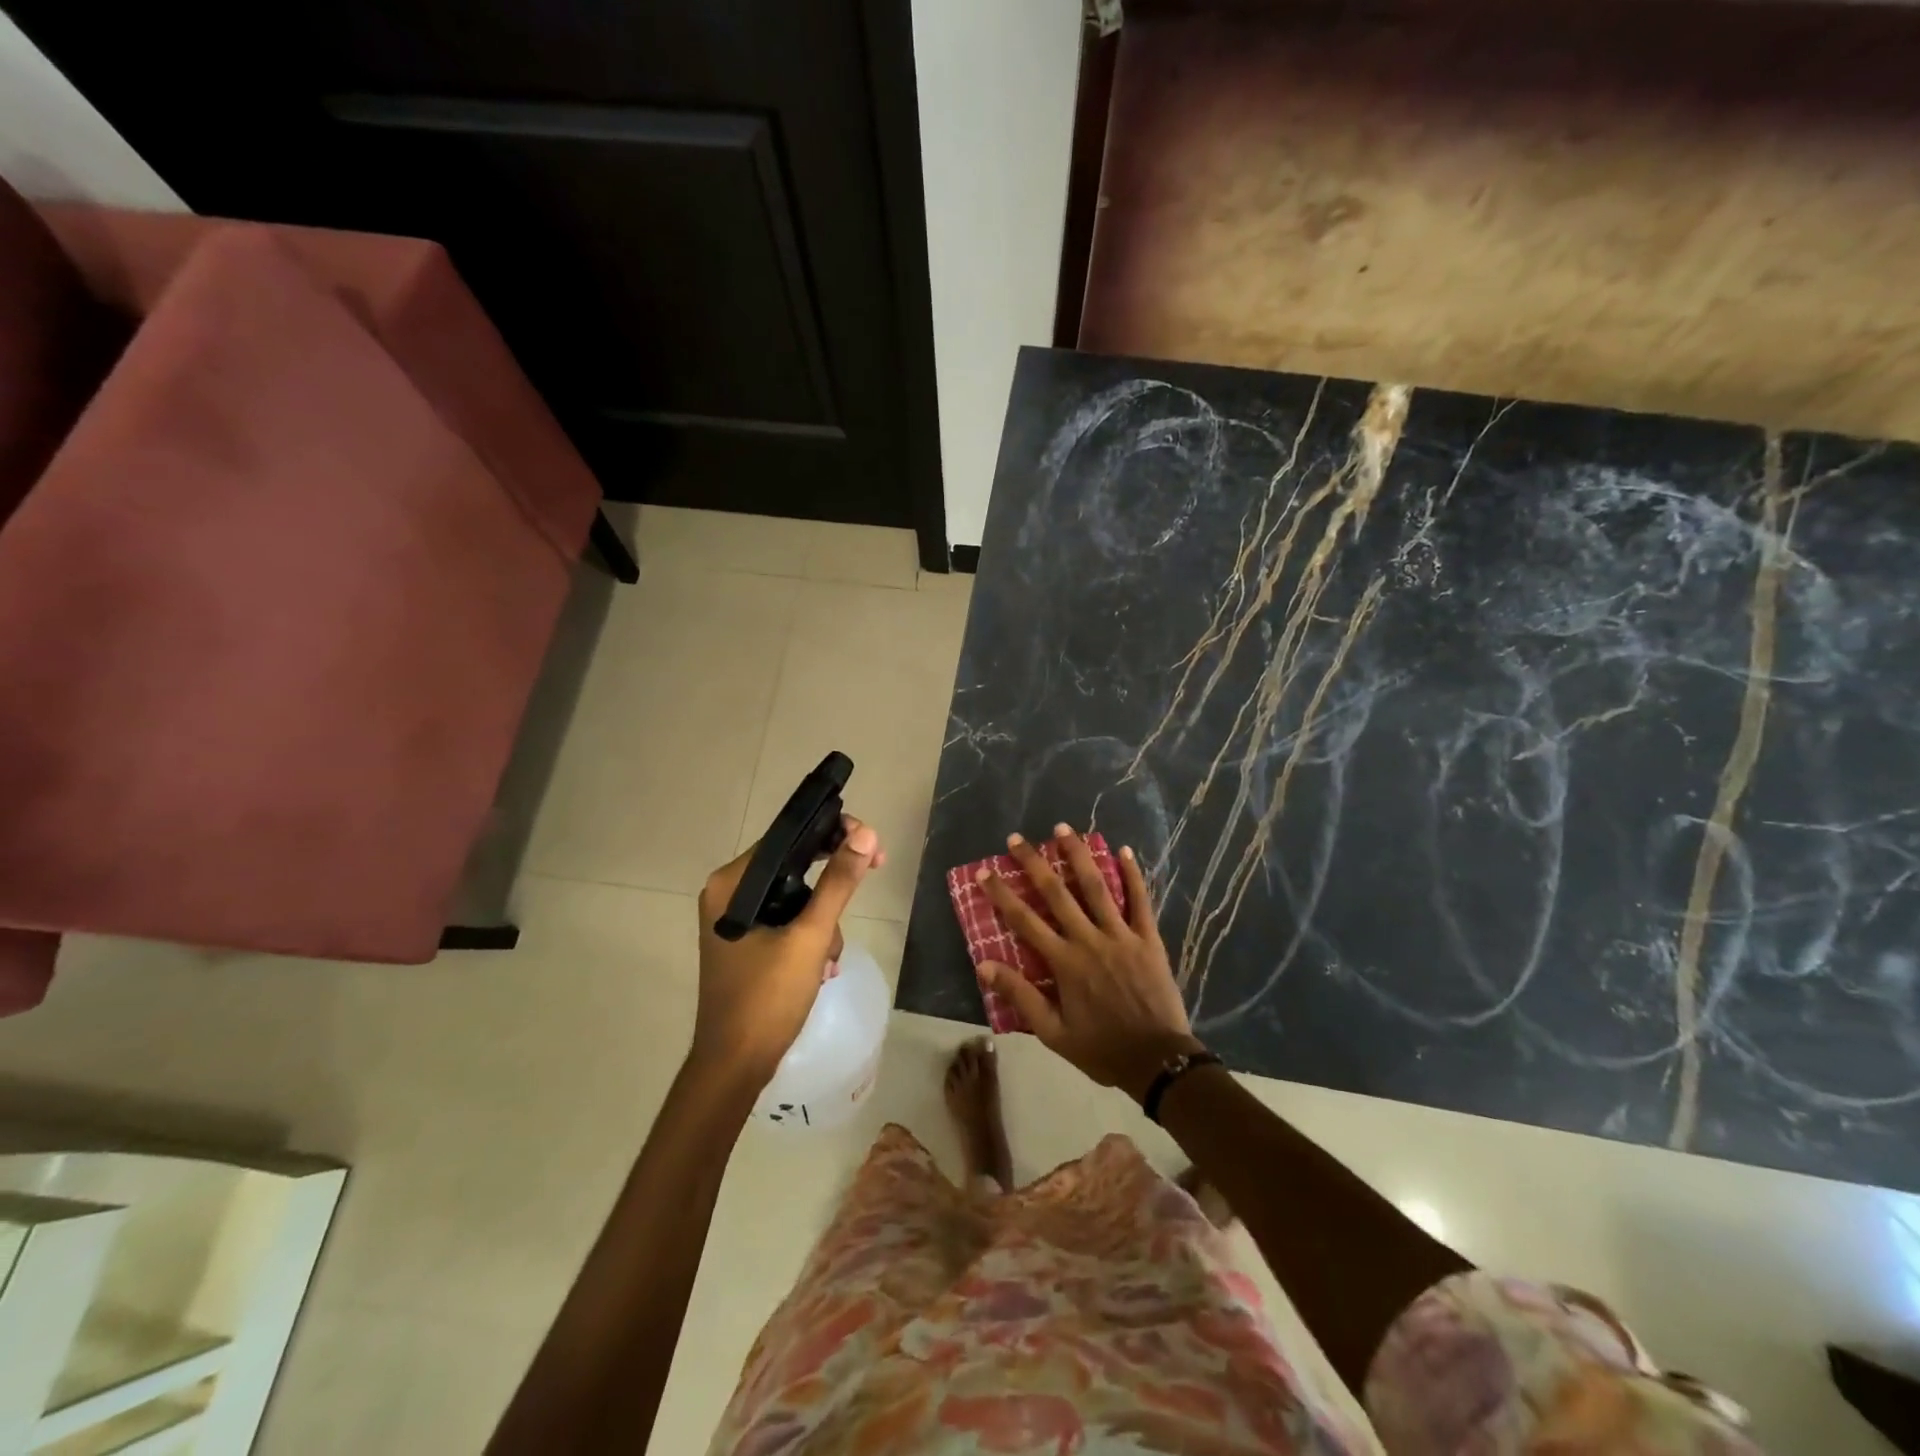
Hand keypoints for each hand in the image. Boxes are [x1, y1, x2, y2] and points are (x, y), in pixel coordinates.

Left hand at [692, 816, 882, 1086]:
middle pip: (794, 866)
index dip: (832, 834)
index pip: (788, 838)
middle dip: (832, 884)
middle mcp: (728, 894)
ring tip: (828, 958)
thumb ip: (839, 883)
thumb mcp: (810, 936)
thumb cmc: (767, 998)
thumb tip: (867, 834)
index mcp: (732, 884)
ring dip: (823, 920)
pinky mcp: (747, 942)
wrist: (735, 1066)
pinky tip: (822, 968)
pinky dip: (810, 936)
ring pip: (795, 896)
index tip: (871, 844)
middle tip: (875, 872)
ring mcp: (736, 920)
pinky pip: (787, 920)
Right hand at [979, 825, 1202, 1100]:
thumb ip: (1020, 996)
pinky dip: (1132, 875)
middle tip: (1017, 838)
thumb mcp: (1053, 1032)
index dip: (1003, 894)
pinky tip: (1123, 850)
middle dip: (1034, 863)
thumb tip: (983, 965)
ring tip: (1063, 828)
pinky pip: (1140, 900)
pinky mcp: (1149, 939)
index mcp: (1064, 962)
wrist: (1158, 1061)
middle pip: (1057, 893)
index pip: (1025, 920)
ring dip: (1078, 855)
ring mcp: (1122, 935)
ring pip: (1097, 887)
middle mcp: (1089, 940)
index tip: (985, 872)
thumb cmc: (1102, 1048)